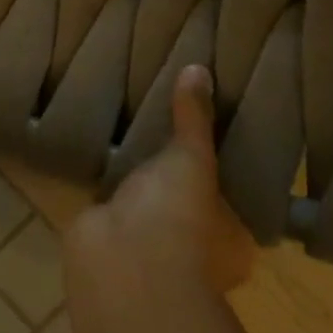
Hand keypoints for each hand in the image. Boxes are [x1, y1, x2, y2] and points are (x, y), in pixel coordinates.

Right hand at [65, 65, 254, 315]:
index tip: (211, 138)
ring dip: (138, 184)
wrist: (120, 264)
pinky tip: (100, 156)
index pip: (232, 201)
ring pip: (147, 207)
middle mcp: (194, 251)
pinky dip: (106, 188)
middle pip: (187, 204)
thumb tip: (201, 68)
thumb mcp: (194, 158)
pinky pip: (111, 206)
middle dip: (175, 176)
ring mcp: (149, 250)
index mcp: (231, 240)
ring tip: (131, 136)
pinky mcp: (109, 241)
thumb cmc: (179, 218)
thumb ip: (195, 118)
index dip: (223, 171)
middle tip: (166, 130)